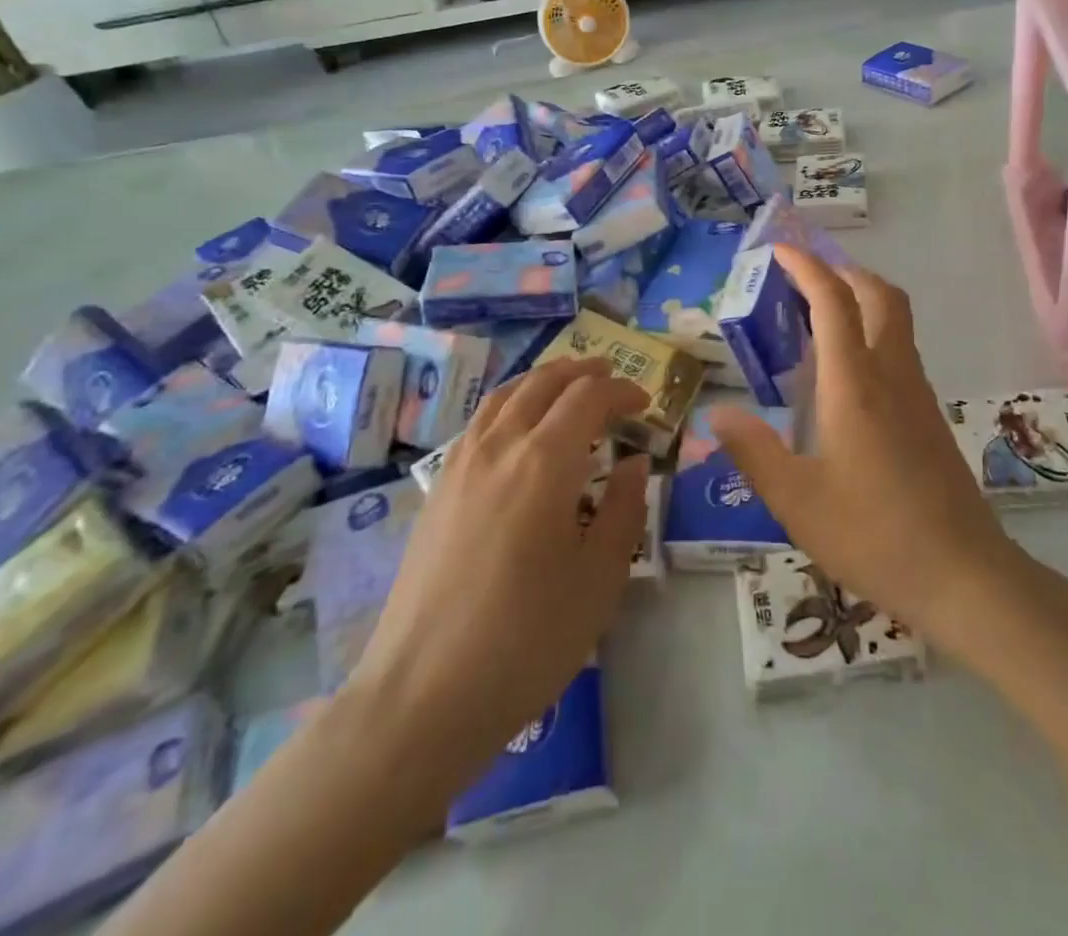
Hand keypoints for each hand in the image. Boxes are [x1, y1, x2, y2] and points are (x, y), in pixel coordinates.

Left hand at [344, 359, 649, 811]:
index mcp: (544, 462)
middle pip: (543, 383)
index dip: (621, 391)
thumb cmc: (526, 640)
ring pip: (505, 395)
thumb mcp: (599, 578)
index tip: (645, 404)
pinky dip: (509, 403)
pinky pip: (479, 421)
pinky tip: (517, 426)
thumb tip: (635, 463)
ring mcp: (460, 463)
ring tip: (566, 383)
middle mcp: (500, 446)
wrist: (422, 695)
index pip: (588, 398)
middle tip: (610, 376)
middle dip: (582, 372)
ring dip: (542, 380)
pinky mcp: (438, 488)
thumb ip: (624, 509)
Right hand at [710, 247, 1020, 650]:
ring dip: (860, 299)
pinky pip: (899, 350)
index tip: (780, 250)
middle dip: (843, 271)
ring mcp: (918, 394)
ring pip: (895, 320)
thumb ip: (753, 451)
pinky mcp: (930, 416)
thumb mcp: (796, 501)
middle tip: (804, 277)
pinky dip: (871, 332)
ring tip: (817, 317)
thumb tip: (717, 413)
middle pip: (879, 295)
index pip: (833, 302)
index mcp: (854, 384)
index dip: (807, 267)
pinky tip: (844, 375)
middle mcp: (891, 375)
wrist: (965, 576)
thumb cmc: (874, 535)